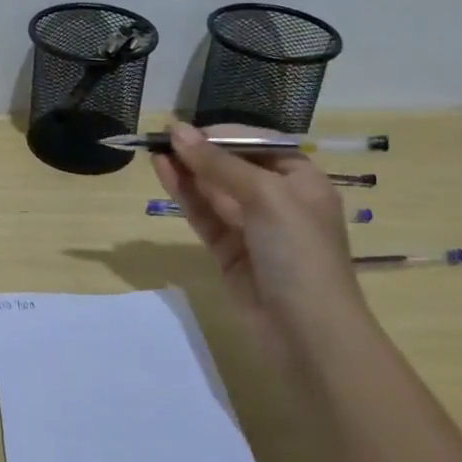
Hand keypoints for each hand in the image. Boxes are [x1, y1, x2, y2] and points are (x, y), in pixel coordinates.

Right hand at [152, 122, 361, 323]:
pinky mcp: (228, 250)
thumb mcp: (265, 196)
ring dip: (186, 169)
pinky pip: (204, 214)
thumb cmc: (299, 252)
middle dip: (200, 151)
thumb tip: (177, 131)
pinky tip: (163, 172)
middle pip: (232, 165)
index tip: (185, 130)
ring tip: (153, 150)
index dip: (221, 134)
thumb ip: (218, 163)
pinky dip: (184, 194)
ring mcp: (251, 226)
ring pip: (213, 189)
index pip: (256, 144)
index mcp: (301, 180)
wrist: (308, 332)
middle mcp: (278, 199)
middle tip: (160, 137)